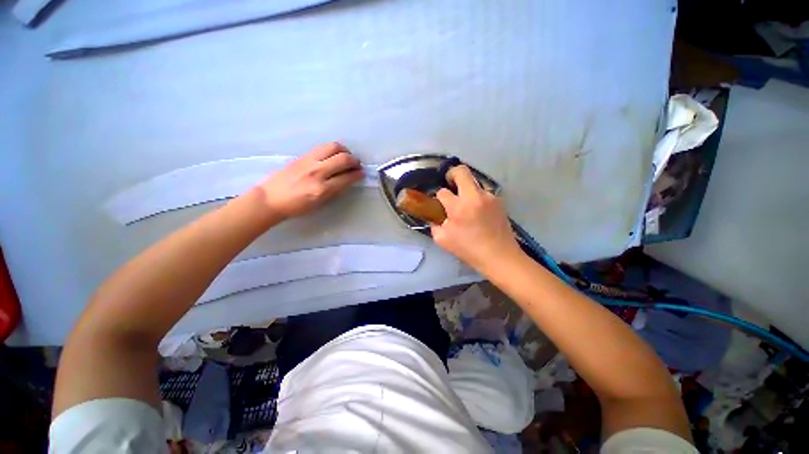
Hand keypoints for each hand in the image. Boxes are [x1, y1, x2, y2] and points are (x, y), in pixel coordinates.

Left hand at [257, 142, 363, 219]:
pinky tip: (333, 155)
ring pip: (333, 147)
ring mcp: (309, 161)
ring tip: (346, 157)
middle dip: (354, 161)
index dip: (358, 174)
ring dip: (344, 151)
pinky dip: (333, 150)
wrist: (271, 198)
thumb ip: (335, 190)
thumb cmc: (297, 206)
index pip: (347, 177)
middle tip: (356, 165)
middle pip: (343, 158)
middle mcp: (317, 172)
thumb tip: (348, 180)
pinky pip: (323, 147)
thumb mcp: (320, 203)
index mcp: (322, 189)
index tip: (362, 173)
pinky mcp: (302, 155)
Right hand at [430, 165, 522, 272]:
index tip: (441, 204)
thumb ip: (434, 224)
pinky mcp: (499, 200)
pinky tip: (478, 211)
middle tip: (450, 184)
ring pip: (474, 181)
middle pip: (461, 171)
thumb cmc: (469, 250)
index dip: (439, 197)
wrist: (499, 256)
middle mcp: (474, 197)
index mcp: (458, 208)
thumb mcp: (443, 240)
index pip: (442, 192)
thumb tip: (435, 215)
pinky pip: (483, 192)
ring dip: (466, 188)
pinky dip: (477, 197)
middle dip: (452, 174)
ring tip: (467, 204)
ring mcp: (489, 197)